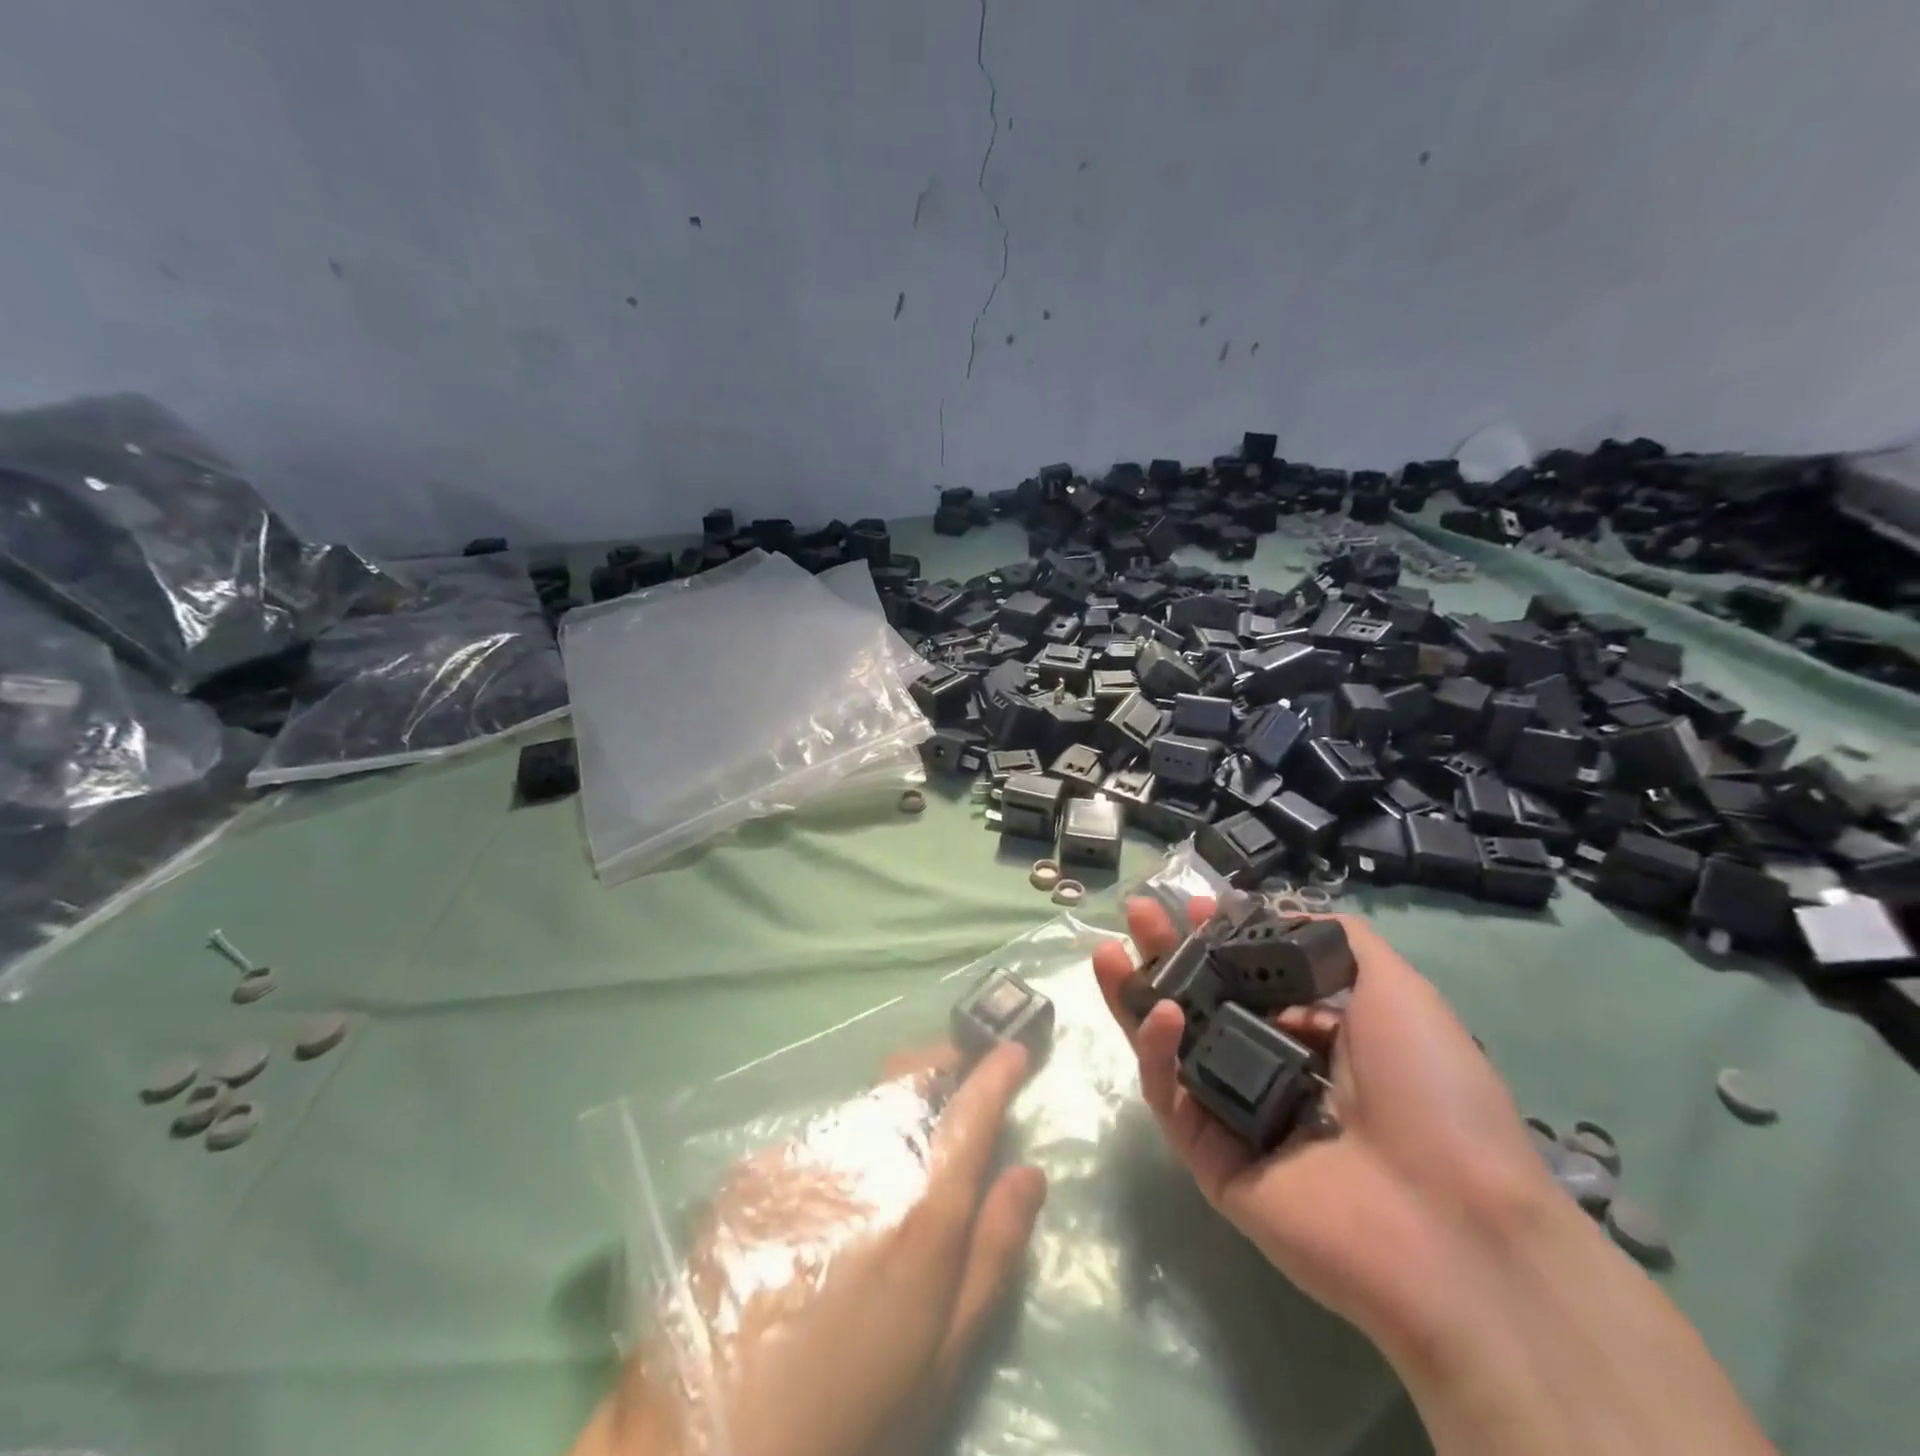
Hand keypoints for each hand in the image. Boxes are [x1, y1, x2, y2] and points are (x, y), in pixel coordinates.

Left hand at [574, 1042, 1045, 1455]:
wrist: (707, 1447)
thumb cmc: (851, 1416)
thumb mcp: (942, 1355)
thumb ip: (992, 1253)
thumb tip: (1030, 1172)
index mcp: (918, 1212)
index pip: (969, 1113)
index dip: (996, 1072)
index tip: (1013, 1050)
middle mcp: (859, 1163)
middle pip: (906, 1076)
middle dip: (940, 1064)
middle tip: (954, 1081)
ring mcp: (798, 1160)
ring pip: (859, 1105)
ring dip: (884, 1112)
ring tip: (884, 1159)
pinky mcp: (751, 1171)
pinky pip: (812, 1139)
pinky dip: (834, 1150)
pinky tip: (820, 1202)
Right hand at [1091, 897, 1556, 1355]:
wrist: (1454, 1225)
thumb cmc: (1430, 1092)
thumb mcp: (1397, 990)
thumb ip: (1335, 941)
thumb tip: (1276, 913)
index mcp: (1318, 1037)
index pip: (1249, 979)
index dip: (1219, 939)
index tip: (1194, 905)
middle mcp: (1273, 1071)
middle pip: (1201, 1004)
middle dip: (1166, 955)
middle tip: (1136, 914)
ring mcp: (1238, 1118)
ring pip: (1174, 1049)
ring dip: (1137, 998)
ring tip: (1108, 952)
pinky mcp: (1211, 1161)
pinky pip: (1176, 1100)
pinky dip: (1159, 1053)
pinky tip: (1162, 1012)